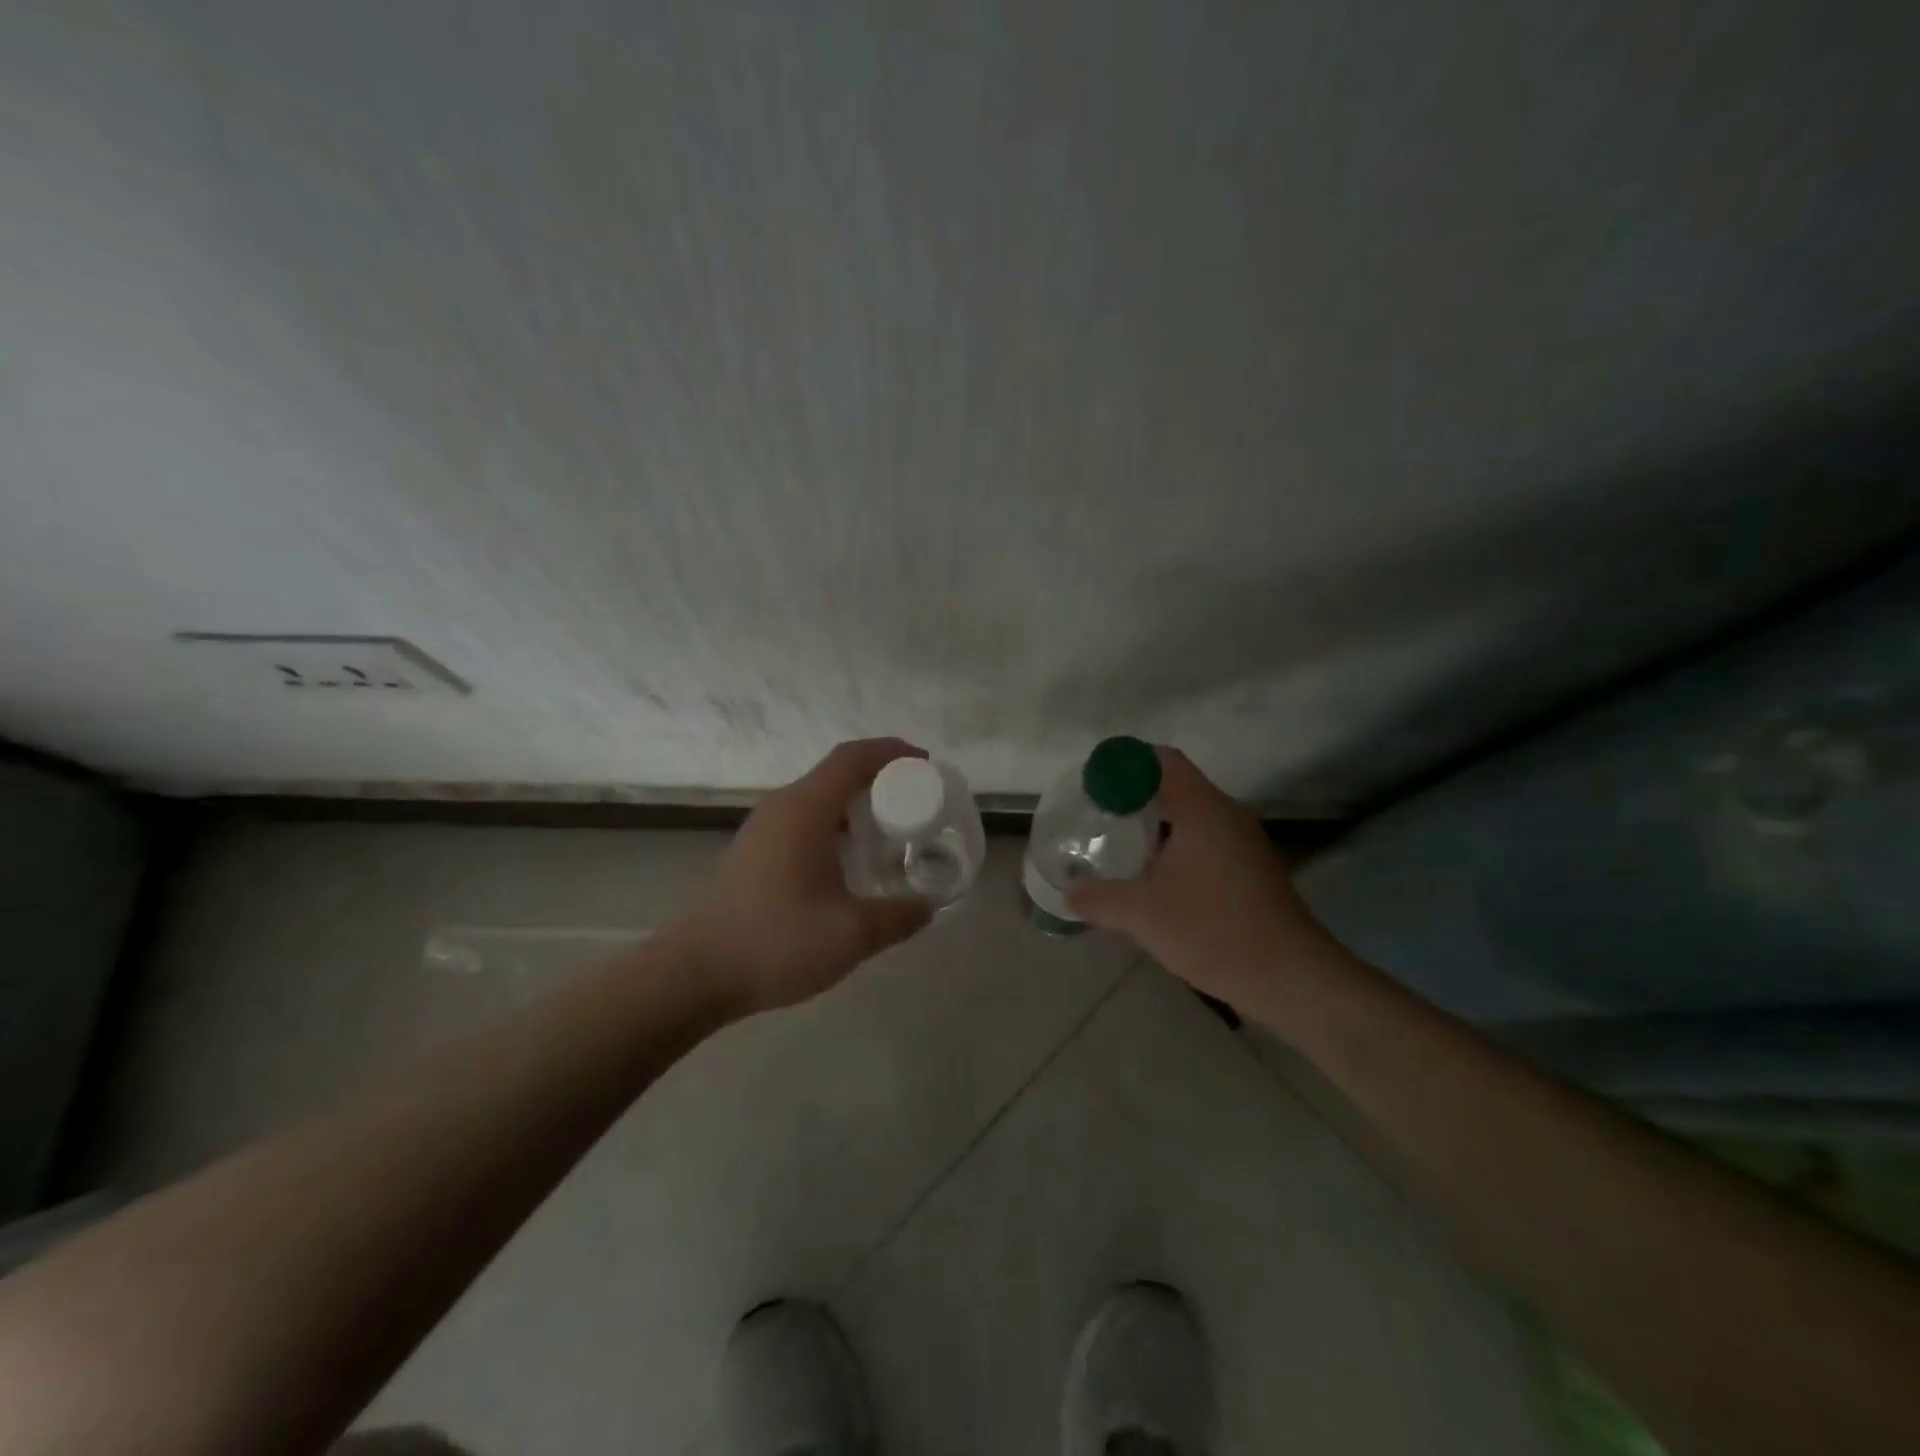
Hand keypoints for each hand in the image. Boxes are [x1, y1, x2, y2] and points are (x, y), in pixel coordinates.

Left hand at [675, 739, 933, 1013]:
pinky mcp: (754, 852)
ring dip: (857, 806)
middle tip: (916, 804)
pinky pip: (804, 821)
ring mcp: (764, 829)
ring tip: (891, 832)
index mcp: (805, 810)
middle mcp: (783, 807)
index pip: (853, 758)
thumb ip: (898, 917)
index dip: (892, 752)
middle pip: (837, 773)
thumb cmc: (775, 941)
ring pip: (820, 799)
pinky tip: (851, 863)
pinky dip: (836, 826)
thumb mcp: (851, 934)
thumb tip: (928, 907)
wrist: (695, 973)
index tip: (925, 764)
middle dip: (881, 780)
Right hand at [1066, 747, 1332, 1009]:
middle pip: (1176, 786)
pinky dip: (1176, 848)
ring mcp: (1244, 843)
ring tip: (1120, 846)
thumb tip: (1069, 894)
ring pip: (1192, 817)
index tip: (1094, 781)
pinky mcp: (1252, 870)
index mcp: (1203, 809)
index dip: (1126, 762)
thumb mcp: (1143, 914)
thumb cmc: (1213, 930)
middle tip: (1098, 813)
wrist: (1290, 978)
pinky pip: (1206, 841)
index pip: (1162, 761)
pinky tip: (1156, 879)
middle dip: (1135, 796)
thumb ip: (1099, 899)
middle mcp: (1227, 815)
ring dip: (1156, 826)